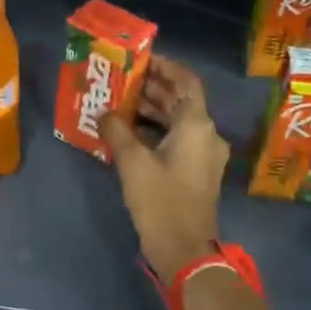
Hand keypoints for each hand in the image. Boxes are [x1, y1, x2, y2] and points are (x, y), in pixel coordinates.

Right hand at [100, 55, 228, 282]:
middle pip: (181, 101)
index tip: (141, 59)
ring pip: (178, 121)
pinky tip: (128, 134)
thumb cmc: (161, 201)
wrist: (184, 250)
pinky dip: (156, 131)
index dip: (166, 67)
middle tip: (121, 80)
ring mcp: (204, 155)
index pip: (186, 82)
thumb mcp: (133, 163)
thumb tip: (104, 113)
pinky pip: (177, 140)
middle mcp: (206, 135)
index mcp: (197, 126)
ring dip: (152, 111)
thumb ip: (117, 132)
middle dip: (152, 88)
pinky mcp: (196, 173)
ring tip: (119, 104)